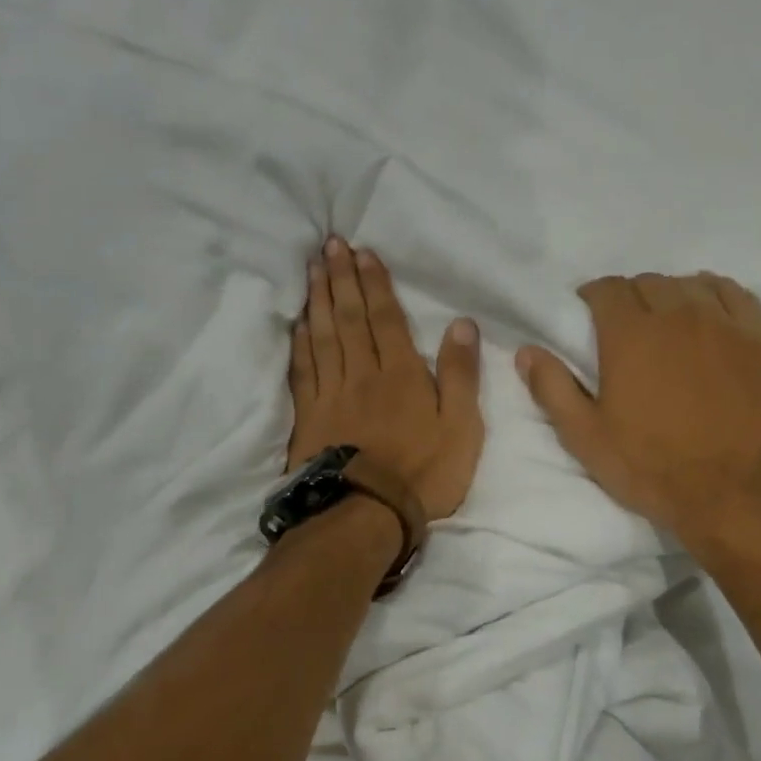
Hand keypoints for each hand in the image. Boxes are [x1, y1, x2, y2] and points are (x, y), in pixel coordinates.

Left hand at [288, 238, 483, 519]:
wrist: (367, 514)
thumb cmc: (424, 473)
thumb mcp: (462, 428)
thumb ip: (461, 375)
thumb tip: (462, 324)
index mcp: (401, 374)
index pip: (386, 319)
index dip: (375, 284)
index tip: (362, 252)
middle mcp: (363, 374)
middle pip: (349, 318)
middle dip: (341, 279)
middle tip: (330, 245)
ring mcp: (332, 394)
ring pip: (323, 337)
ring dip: (318, 300)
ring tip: (313, 269)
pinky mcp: (310, 416)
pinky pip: (303, 370)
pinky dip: (300, 343)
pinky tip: (298, 324)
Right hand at [517, 273, 760, 550]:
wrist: (736, 495)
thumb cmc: (652, 468)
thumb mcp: (587, 438)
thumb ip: (553, 389)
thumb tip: (526, 351)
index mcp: (630, 335)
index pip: (606, 289)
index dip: (592, 298)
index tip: (588, 316)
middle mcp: (677, 315)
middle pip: (647, 283)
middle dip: (629, 298)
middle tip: (624, 328)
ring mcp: (724, 323)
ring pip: (690, 284)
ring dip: (670, 296)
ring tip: (666, 323)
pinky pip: (735, 294)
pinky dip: (714, 295)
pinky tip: (708, 314)